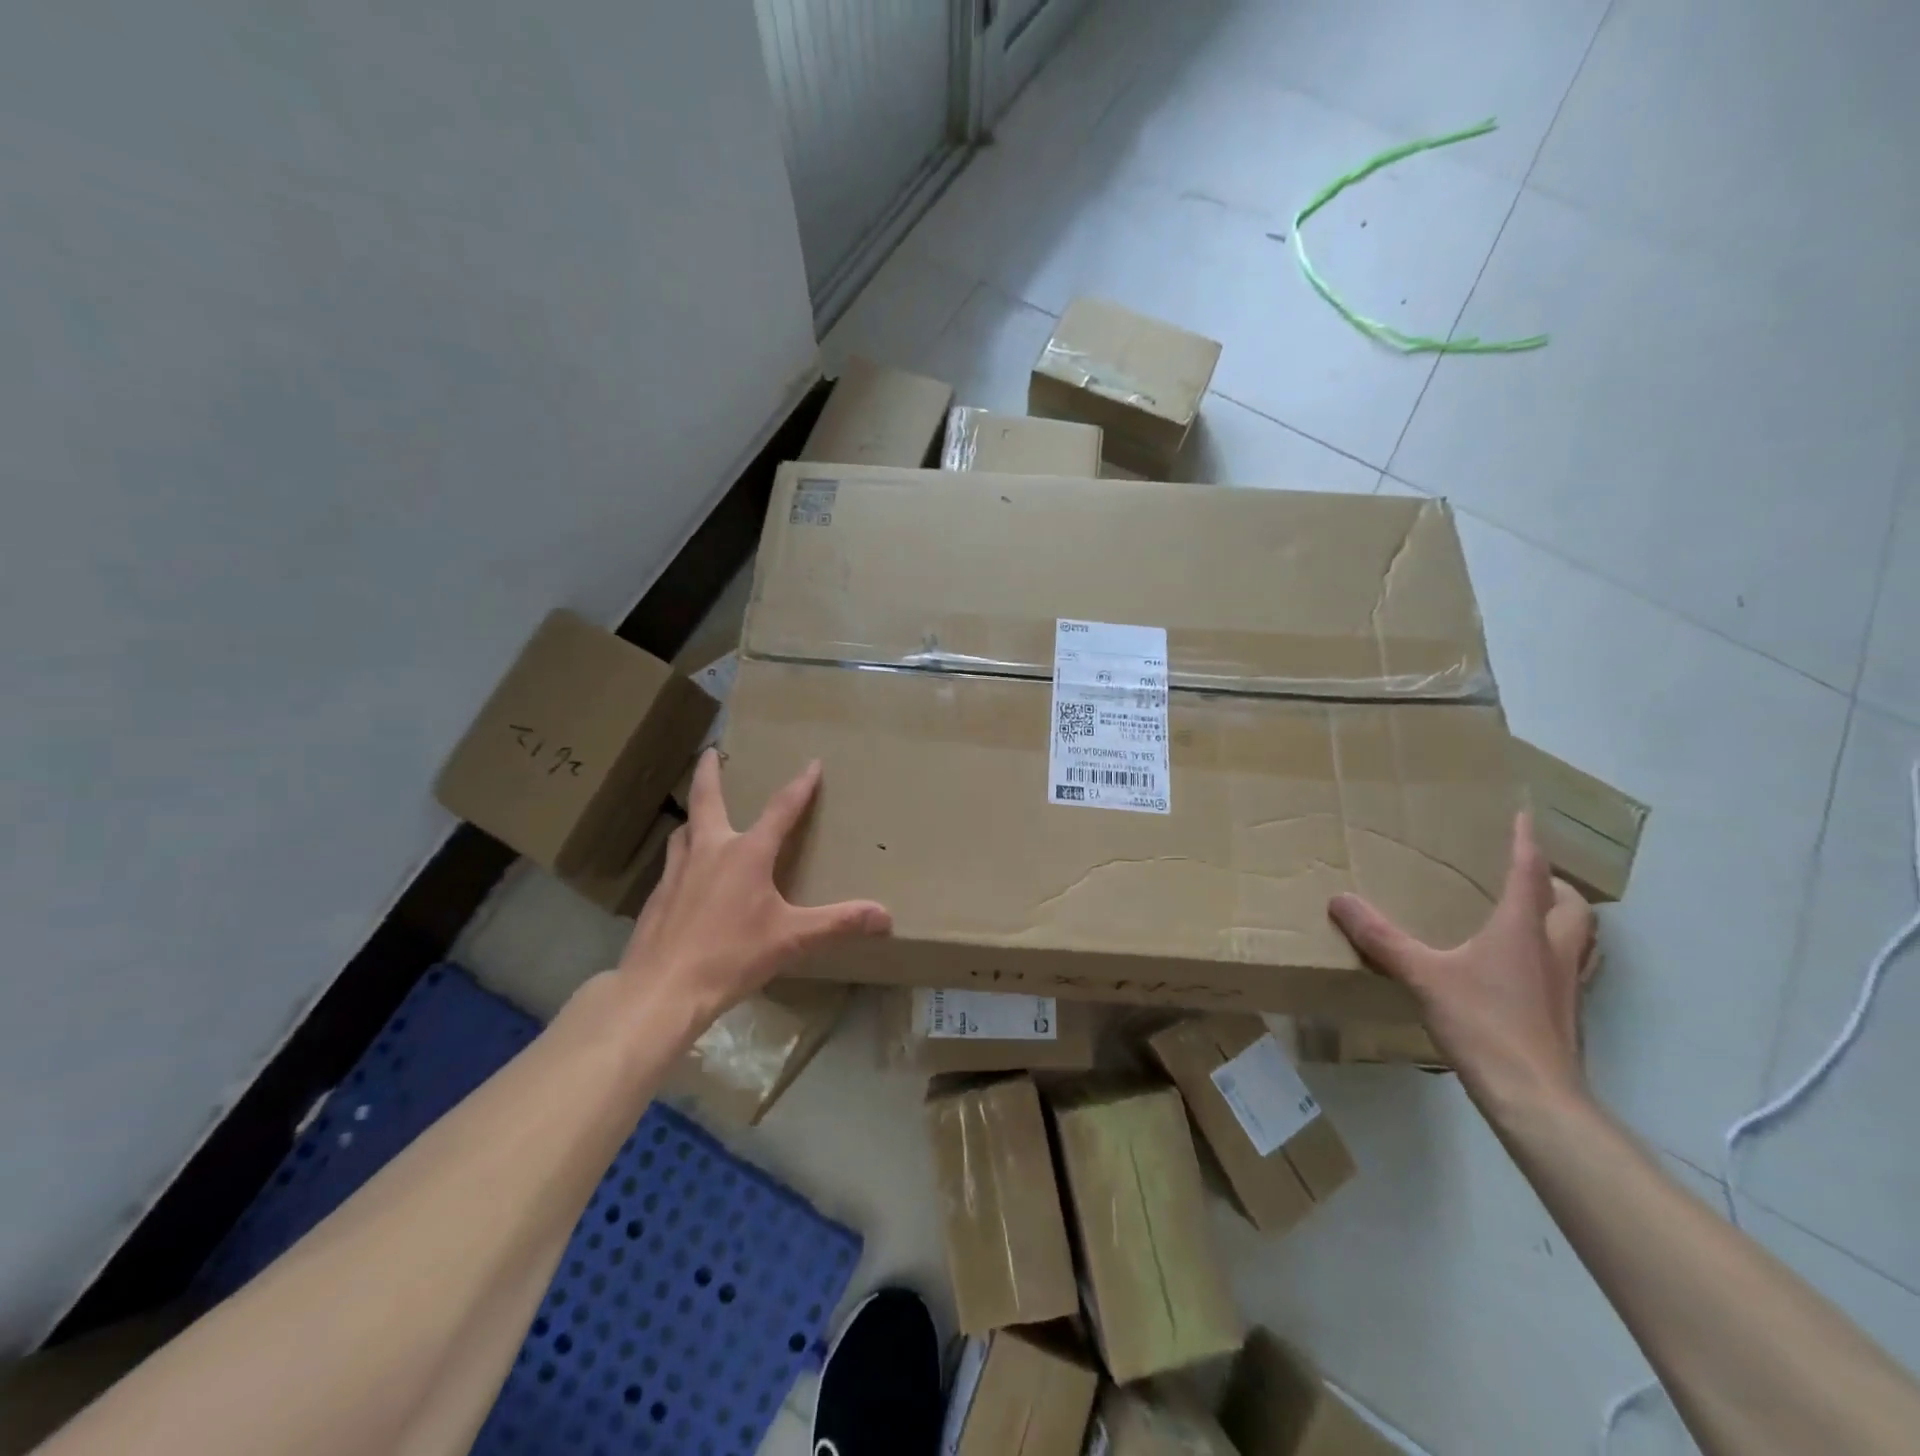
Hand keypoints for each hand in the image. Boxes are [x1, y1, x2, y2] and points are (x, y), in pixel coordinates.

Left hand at [616, 750, 891, 1023]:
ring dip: (694, 817)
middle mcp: (710, 851)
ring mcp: (677, 872)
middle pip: (706, 799)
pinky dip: (682, 855)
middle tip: (711, 752)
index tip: (812, 764)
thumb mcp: (792, 939)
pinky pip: (672, 863)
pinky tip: (687, 875)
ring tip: (699, 817)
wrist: (662, 990)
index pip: (781, 809)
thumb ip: (838, 923)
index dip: (800, 786)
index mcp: (747, 854)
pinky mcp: (657, 897)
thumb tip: (885, 916)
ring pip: (684, 831)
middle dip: (710, 772)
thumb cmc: (731, 956)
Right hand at [1328, 812, 1596, 1109]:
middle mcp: (1555, 950)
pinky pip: (1570, 969)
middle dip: (1556, 885)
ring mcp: (1567, 985)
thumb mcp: (1422, 975)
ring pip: (1582, 938)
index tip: (1526, 816)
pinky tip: (1526, 971)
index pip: (1530, 873)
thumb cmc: (1484, 1023)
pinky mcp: (1567, 1015)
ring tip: (1535, 916)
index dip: (1527, 842)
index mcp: (1523, 929)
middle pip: (1573, 906)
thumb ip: (1381, 937)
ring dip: (1565, 919)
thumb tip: (1339, 900)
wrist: (1535, 1096)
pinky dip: (1556, 955)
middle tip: (1529, 876)